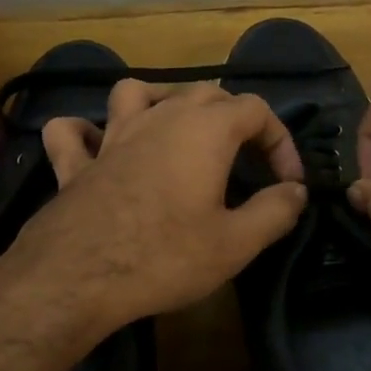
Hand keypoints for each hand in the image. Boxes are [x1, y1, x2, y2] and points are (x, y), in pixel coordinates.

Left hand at [4, 80, 307, 327]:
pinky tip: (96, 146)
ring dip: (163, 102)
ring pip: (138, 93)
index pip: (256, 110)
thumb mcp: (236, 243)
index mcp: (204, 130)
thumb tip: (296, 192)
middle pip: (204, 93)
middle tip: (247, 160)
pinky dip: (86, 131)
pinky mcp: (75, 163)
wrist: (78, 278)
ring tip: (177, 129)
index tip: (288, 183)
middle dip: (235, 118)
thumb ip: (275, 211)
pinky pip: (74, 131)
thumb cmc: (165, 256)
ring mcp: (112, 136)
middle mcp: (159, 118)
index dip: (280, 141)